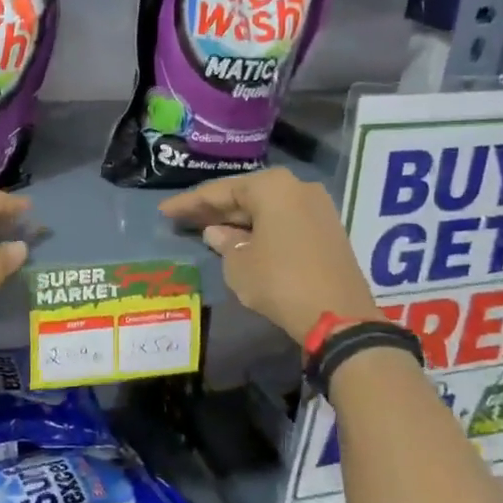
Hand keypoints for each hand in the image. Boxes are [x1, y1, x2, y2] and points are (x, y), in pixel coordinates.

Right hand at [159, 168, 379, 343]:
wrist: (337, 315)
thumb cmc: (279, 281)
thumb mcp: (239, 264)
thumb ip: (224, 242)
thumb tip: (216, 232)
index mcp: (272, 187)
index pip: (220, 191)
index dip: (189, 202)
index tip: (165, 211)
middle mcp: (296, 187)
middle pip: (245, 195)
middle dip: (213, 209)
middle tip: (181, 218)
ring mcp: (316, 207)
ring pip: (265, 208)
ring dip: (236, 219)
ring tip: (205, 229)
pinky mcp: (326, 229)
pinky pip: (282, 220)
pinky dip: (259, 228)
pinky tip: (238, 239)